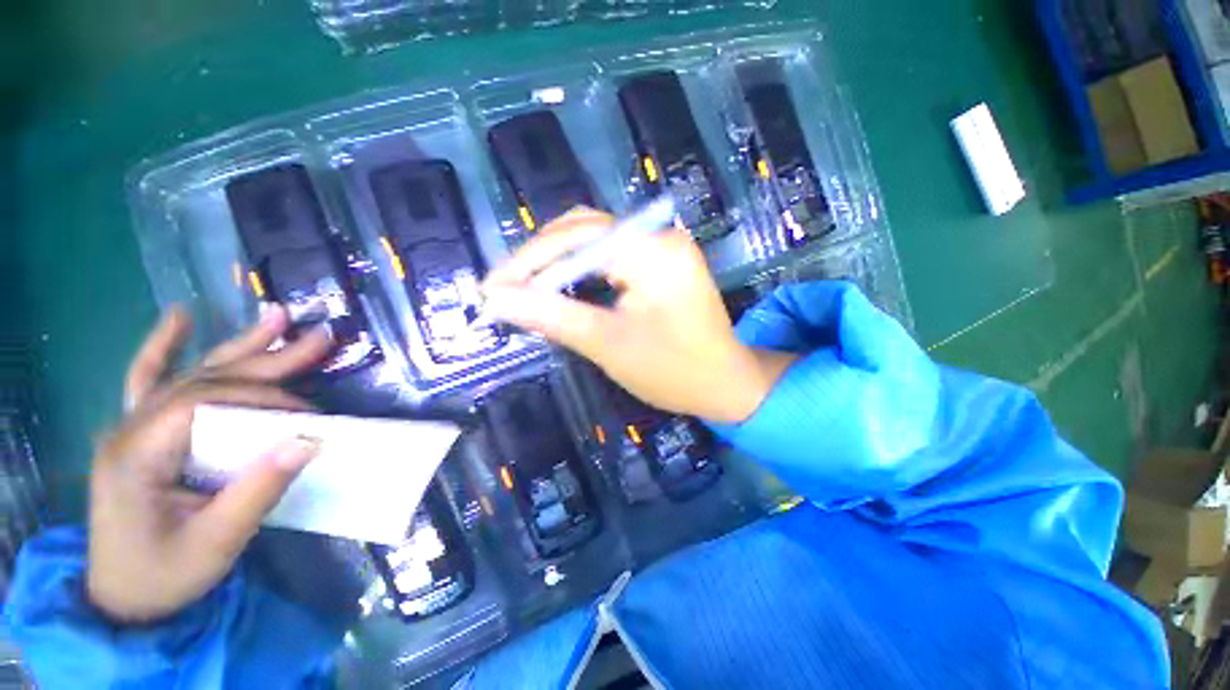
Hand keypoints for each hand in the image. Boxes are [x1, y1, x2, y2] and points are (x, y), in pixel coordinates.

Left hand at [88, 306, 331, 622]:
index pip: (206, 402)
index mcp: (137, 453)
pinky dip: (163, 346)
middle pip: (205, 378)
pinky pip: (149, 379)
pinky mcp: (141, 433)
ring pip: (190, 372)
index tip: (309, 414)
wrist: (121, 598)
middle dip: (266, 358)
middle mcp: (130, 428)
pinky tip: (180, 317)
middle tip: (319, 338)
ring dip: (239, 345)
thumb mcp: (216, 542)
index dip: (263, 398)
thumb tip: (309, 441)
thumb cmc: (164, 575)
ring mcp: (131, 427)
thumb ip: (258, 489)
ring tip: (278, 317)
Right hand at [482, 208, 795, 423]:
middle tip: (505, 290)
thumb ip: (552, 317)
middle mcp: (660, 236)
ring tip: (525, 289)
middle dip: (539, 258)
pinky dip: (579, 268)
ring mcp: (662, 245)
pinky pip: (610, 253)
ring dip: (556, 261)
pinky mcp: (660, 260)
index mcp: (654, 252)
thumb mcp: (608, 345)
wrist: (725, 384)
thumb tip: (497, 301)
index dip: (528, 261)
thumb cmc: (673, 372)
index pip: (577, 237)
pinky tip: (560, 286)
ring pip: (594, 238)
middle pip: (583, 229)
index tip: (493, 291)